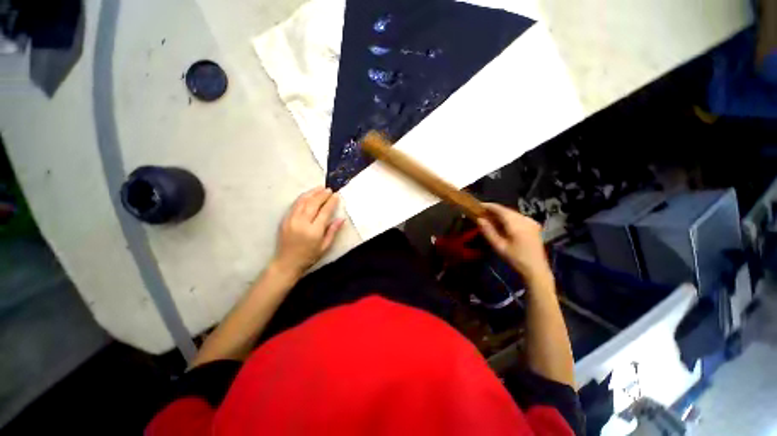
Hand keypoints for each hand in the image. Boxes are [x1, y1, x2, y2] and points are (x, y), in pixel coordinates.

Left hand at [273, 187, 344, 277]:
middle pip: (313, 203)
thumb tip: (342, 219)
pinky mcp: (285, 219)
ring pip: (303, 201)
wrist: (287, 263)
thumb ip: (333, 231)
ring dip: (312, 193)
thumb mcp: (325, 246)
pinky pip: (295, 205)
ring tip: (320, 188)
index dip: (331, 202)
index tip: (336, 195)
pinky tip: (308, 195)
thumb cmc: (309, 256)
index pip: (324, 211)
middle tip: (329, 189)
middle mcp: (302, 223)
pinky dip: (302, 198)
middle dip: (322, 195)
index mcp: (314, 231)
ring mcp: (291, 220)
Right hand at [477, 203, 550, 282]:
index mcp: (516, 223)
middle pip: (506, 210)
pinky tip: (502, 224)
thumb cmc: (516, 259)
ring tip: (489, 218)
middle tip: (482, 213)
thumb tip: (479, 219)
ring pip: (512, 213)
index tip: (477, 205)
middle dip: (494, 210)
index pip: (500, 209)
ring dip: (500, 214)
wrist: (537, 270)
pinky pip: (518, 218)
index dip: (488, 206)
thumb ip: (488, 231)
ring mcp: (531, 222)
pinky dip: (508, 218)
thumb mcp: (499, 246)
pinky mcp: (533, 226)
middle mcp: (525, 219)